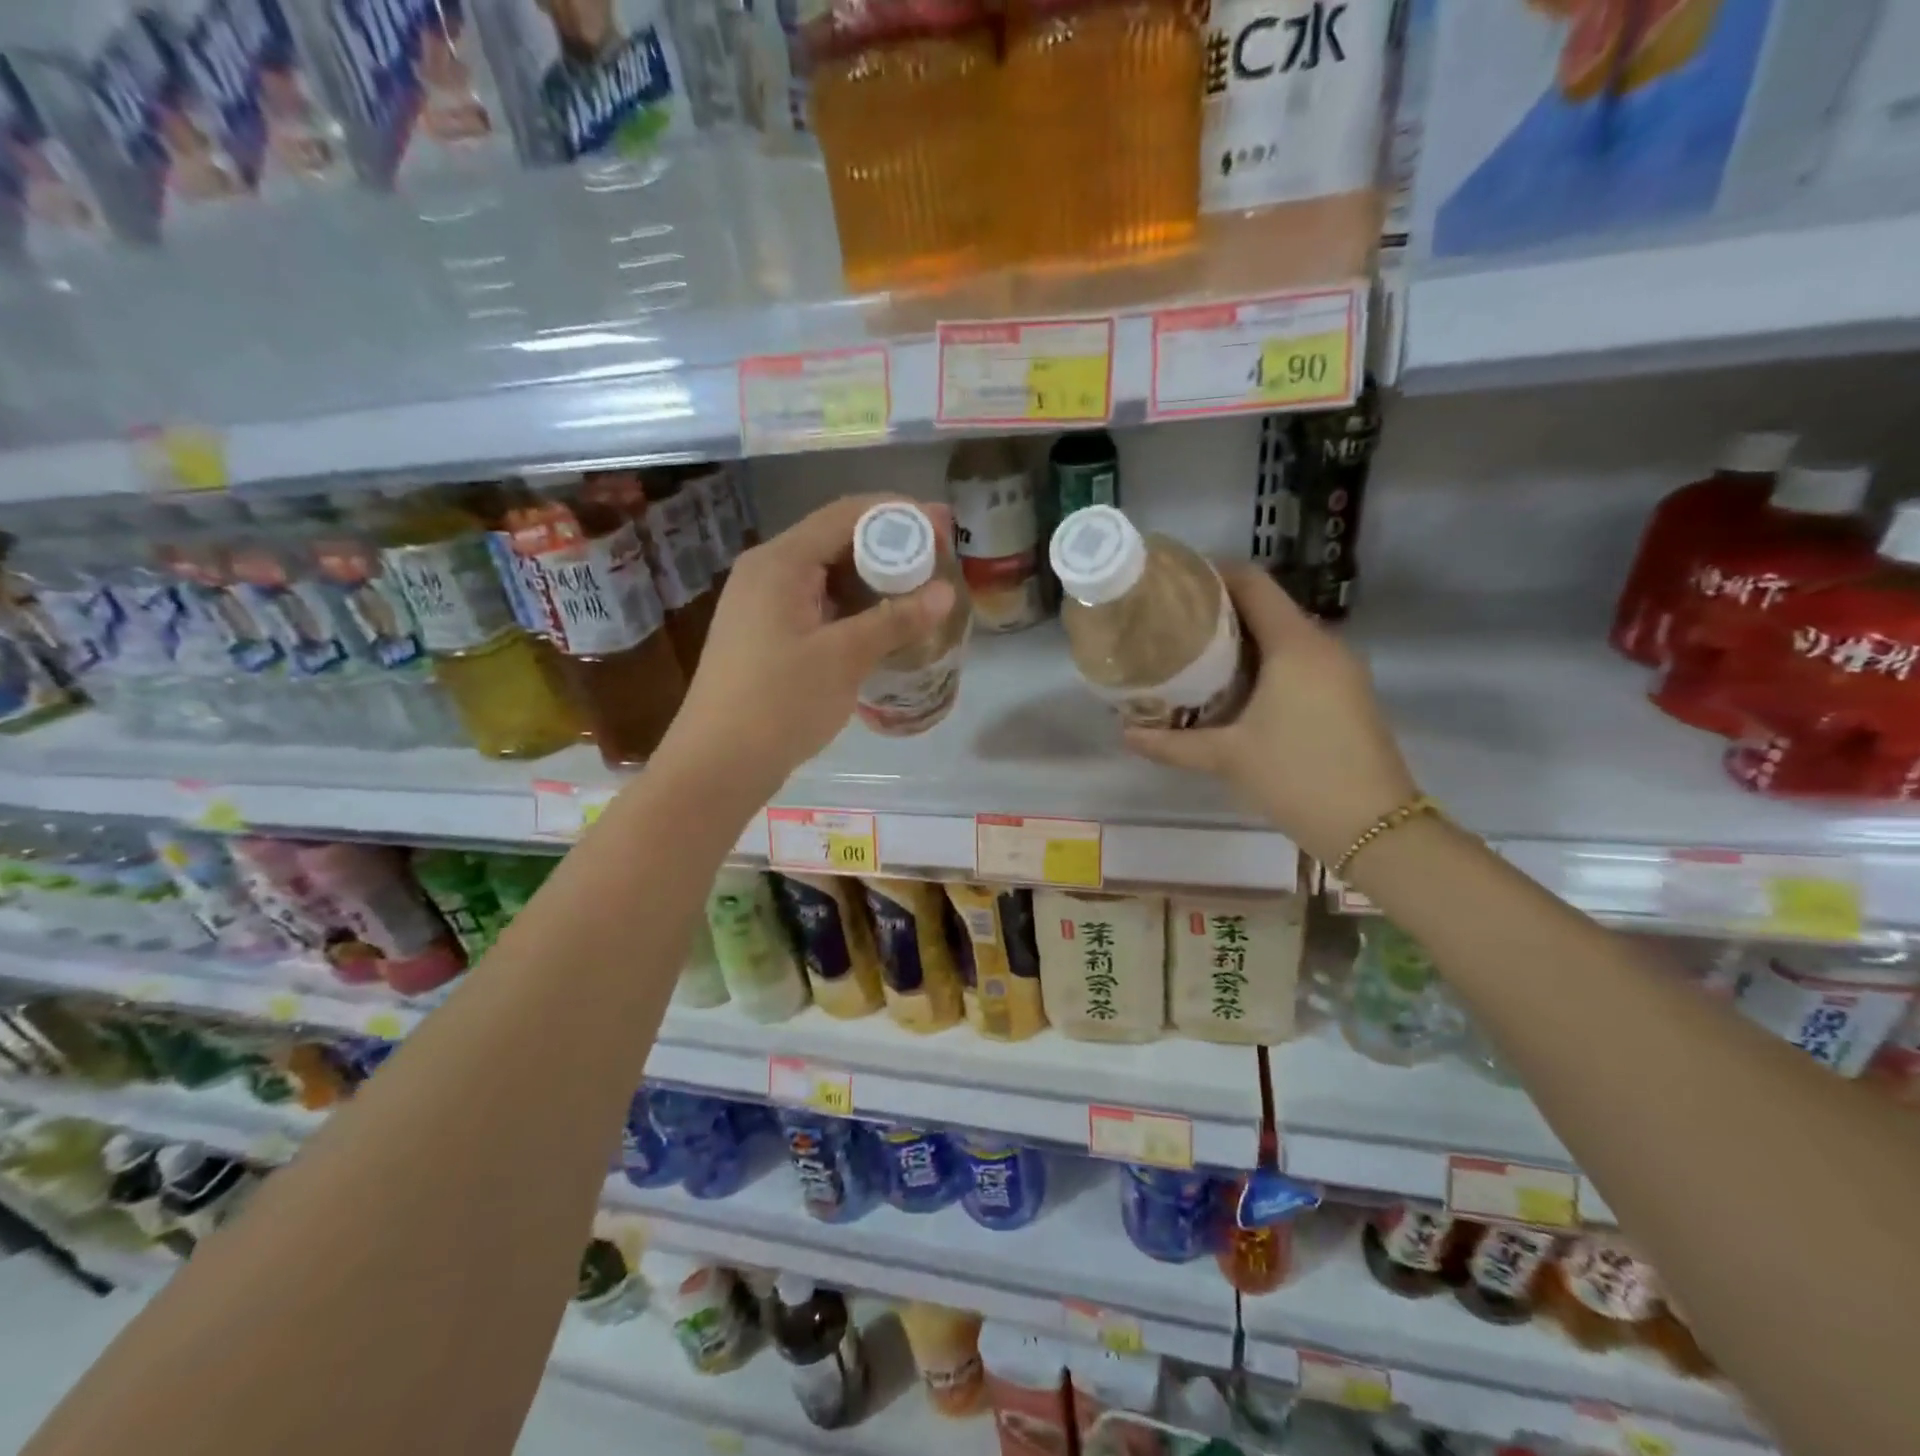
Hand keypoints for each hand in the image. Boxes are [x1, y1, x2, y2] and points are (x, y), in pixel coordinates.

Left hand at [656, 494, 955, 799]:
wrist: (717, 765)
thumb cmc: (779, 704)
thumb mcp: (844, 658)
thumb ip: (896, 620)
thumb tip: (947, 593)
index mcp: (780, 562)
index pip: (846, 514)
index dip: (898, 514)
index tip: (943, 525)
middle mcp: (767, 571)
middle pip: (836, 540)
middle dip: (890, 547)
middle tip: (938, 563)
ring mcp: (762, 604)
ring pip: (827, 575)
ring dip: (873, 580)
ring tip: (919, 595)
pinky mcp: (766, 634)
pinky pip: (817, 605)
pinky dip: (852, 608)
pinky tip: (882, 626)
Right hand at [1123, 563, 1417, 865]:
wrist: (1374, 827)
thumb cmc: (1296, 777)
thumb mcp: (1226, 758)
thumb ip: (1172, 743)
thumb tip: (1125, 733)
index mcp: (1295, 644)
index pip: (1252, 583)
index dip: (1212, 574)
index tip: (1173, 583)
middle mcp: (1322, 645)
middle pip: (1266, 606)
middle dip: (1219, 611)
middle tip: (1171, 625)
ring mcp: (1340, 669)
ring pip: (1282, 635)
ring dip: (1241, 639)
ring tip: (1193, 655)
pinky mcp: (1346, 693)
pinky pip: (1298, 659)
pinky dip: (1264, 661)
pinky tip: (1233, 687)